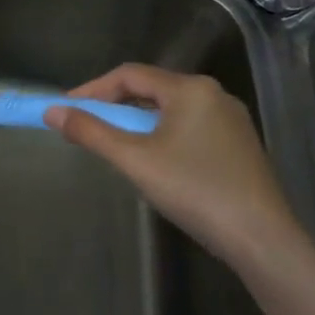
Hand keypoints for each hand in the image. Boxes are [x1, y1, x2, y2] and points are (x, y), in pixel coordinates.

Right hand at [43, 64, 303, 266]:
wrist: (261, 238)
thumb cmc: (194, 190)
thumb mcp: (134, 160)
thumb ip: (91, 132)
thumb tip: (53, 112)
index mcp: (190, 89)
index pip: (129, 75)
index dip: (91, 90)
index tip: (65, 109)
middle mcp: (213, 94)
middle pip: (150, 89)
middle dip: (112, 106)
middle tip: (85, 126)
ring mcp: (229, 120)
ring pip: (169, 109)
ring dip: (135, 122)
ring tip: (112, 144)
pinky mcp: (237, 144)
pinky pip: (187, 126)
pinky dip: (159, 134)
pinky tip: (151, 159)